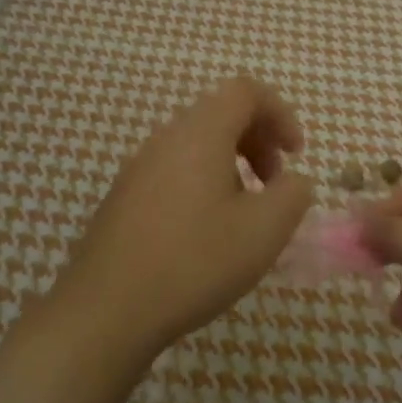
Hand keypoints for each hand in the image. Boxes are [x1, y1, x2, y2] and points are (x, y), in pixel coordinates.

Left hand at [53, 75, 314, 360]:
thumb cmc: (194, 262)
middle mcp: (166, 138)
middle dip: (259, 140)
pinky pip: (175, 170)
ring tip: (245, 212)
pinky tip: (207, 232)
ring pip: (197, 144)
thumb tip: (293, 182)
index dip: (280, 113)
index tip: (296, 155)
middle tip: (275, 183)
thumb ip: (293, 195)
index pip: (245, 91)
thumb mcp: (264, 231)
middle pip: (221, 114)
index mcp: (200, 133)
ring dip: (232, 164)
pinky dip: (204, 183)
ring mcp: (139, 167)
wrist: (105, 310)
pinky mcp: (124, 197)